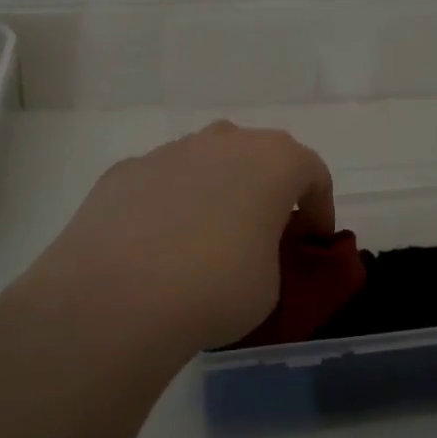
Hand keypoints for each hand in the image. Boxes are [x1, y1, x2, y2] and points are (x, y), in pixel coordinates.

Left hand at [5, 121, 334, 359]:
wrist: (116, 297)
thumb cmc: (216, 287)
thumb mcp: (271, 283)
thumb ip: (270, 252)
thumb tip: (248, 249)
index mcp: (273, 161)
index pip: (312, 173)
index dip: (320, 208)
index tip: (314, 241)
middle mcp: (223, 141)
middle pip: (257, 156)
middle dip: (266, 189)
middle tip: (264, 232)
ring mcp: (169, 151)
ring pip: (206, 162)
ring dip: (216, 191)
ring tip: (205, 239)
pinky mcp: (124, 170)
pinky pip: (162, 182)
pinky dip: (169, 204)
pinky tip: (156, 246)